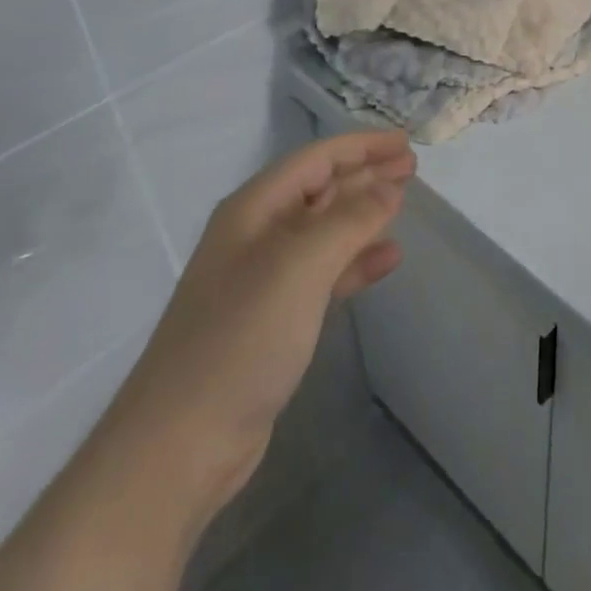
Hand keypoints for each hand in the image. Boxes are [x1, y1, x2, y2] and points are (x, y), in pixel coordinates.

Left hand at [96, 130, 416, 522]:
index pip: (316, 159)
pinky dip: (357, 261)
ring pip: (326, 230)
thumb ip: (351, 219)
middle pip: (321, 189)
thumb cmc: (241, 338)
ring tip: (405, 205)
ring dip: (364, 214)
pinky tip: (387, 260)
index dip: (362, 145)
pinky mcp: (274, 320)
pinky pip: (325, 273)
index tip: (405, 142)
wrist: (178, 448)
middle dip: (366, 174)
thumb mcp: (301, 266)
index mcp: (254, 210)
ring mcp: (264, 280)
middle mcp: (257, 235)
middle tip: (411, 167)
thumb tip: (390, 186)